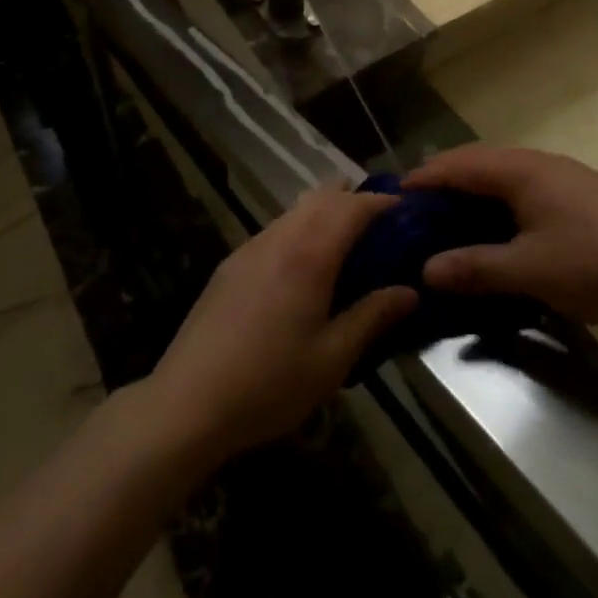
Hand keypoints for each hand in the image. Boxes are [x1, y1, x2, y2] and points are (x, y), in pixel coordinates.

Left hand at [144, 185, 417, 465]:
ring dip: (325, 212)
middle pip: (323, 195)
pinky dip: (300, 229)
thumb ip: (372, 317)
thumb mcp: (332, 359)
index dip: (381, 202)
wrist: (187, 402)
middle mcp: (281, 237)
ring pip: (296, 209)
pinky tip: (303, 268)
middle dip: (354, 199)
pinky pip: (276, 229)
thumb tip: (410, 292)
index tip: (404, 209)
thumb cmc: (269, 384)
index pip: (352, 207)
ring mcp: (251, 247)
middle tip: (379, 226)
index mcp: (310, 255)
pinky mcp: (232, 263)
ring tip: (346, 245)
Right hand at [405, 145, 597, 324]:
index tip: (392, 198)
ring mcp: (559, 176)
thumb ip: (476, 267)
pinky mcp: (576, 195)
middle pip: (476, 163)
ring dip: (471, 194)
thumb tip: (427, 269)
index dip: (423, 178)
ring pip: (500, 176)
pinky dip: (496, 205)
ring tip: (446, 224)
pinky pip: (520, 190)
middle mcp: (535, 163)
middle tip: (414, 214)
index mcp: (519, 170)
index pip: (457, 165)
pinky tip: (495, 233)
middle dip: (443, 183)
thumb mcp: (531, 270)